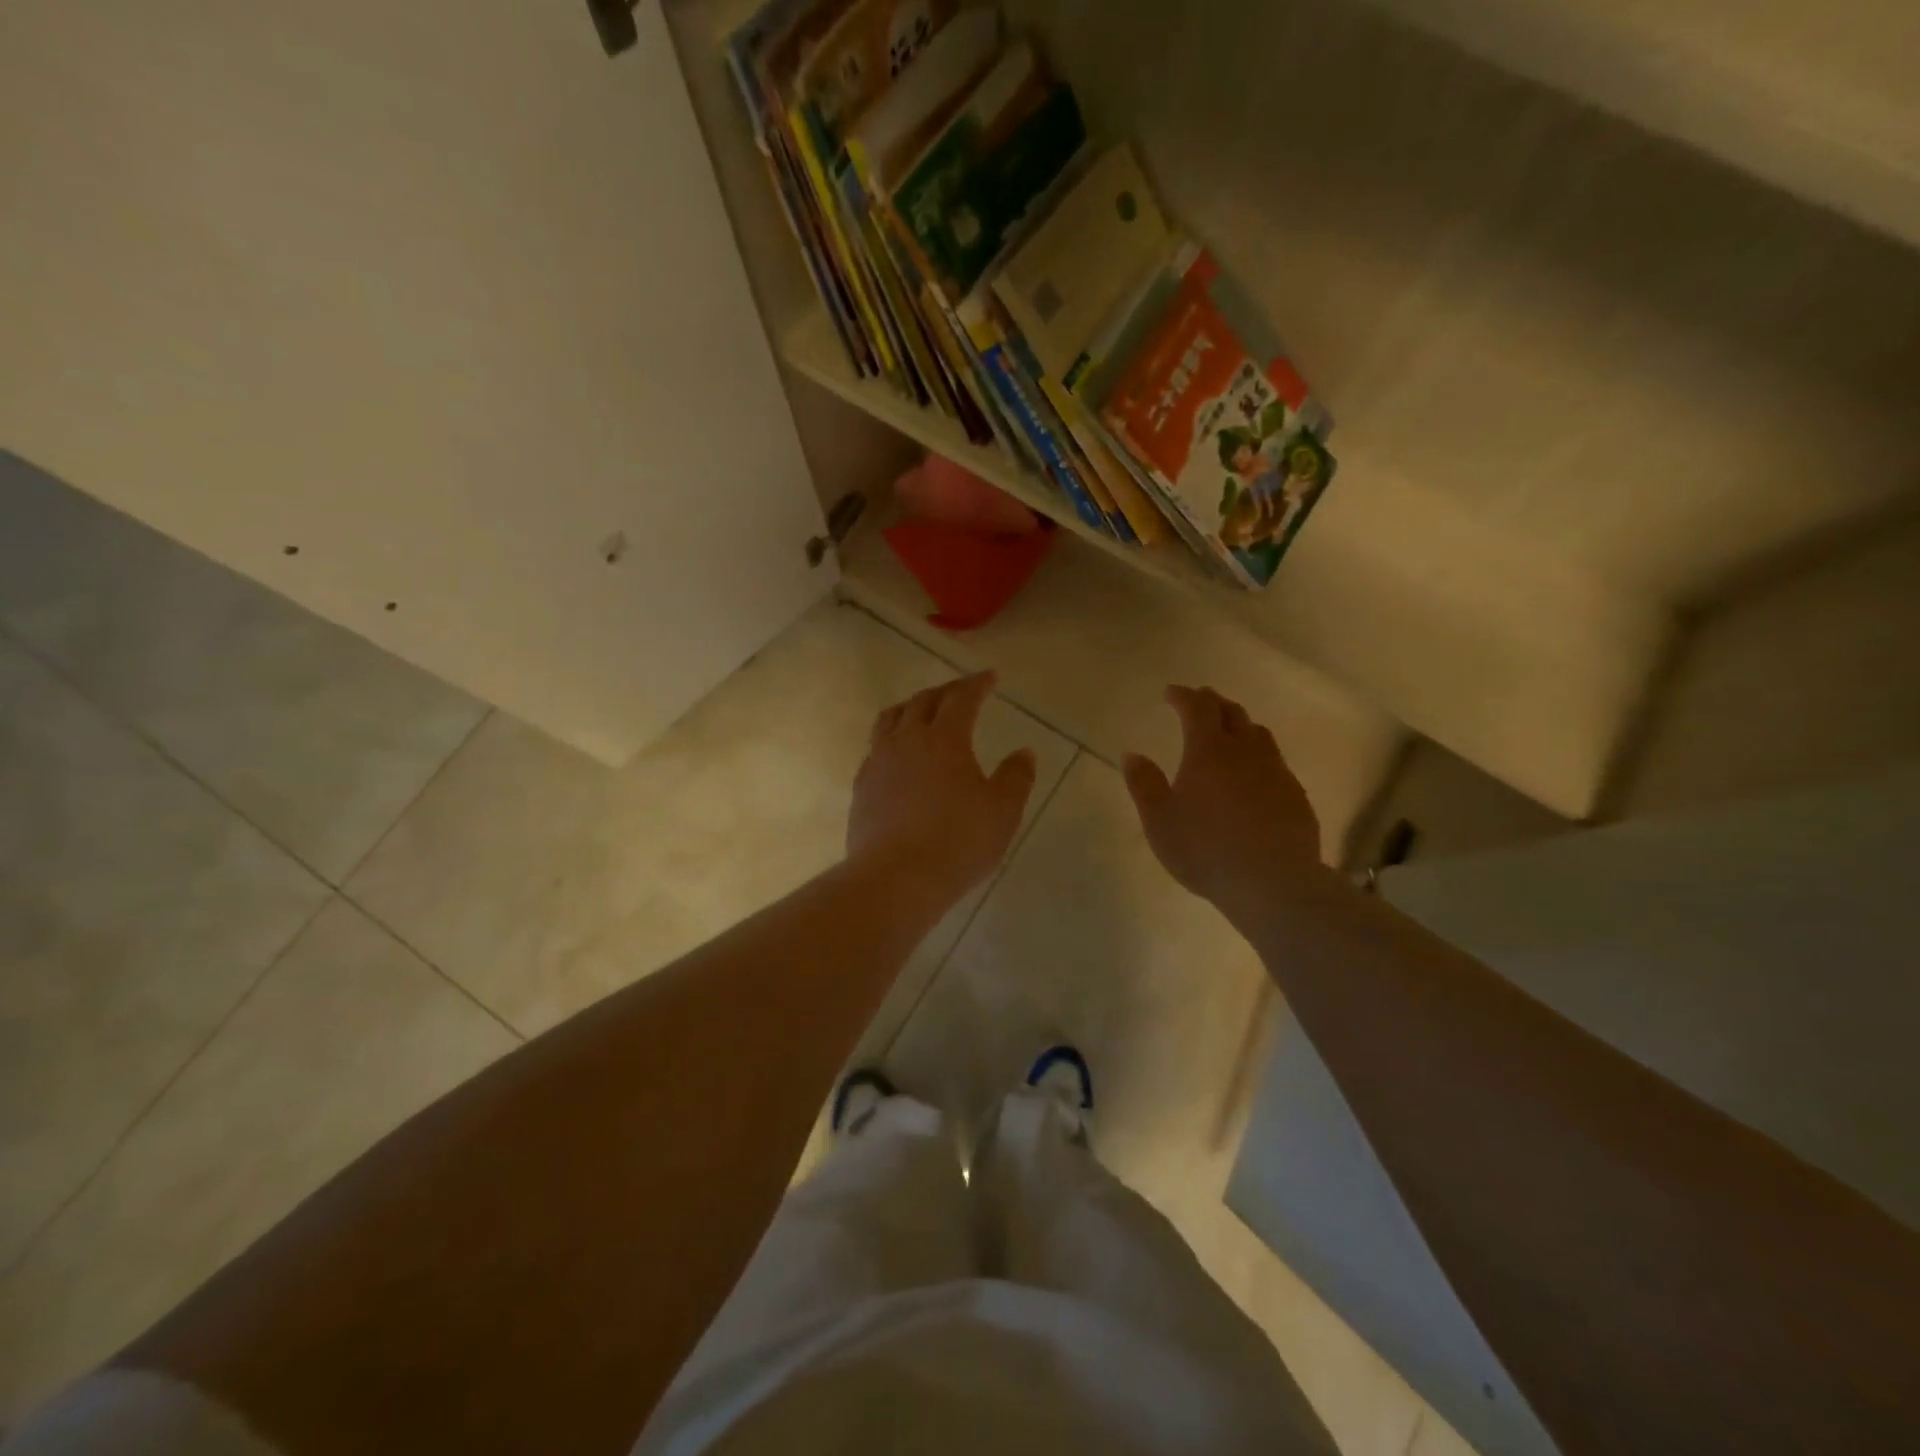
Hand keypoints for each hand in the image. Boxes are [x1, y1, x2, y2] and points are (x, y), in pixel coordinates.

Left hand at [849, 671, 1036, 907]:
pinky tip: (897, 755)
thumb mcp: (1002, 811)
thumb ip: (1016, 777)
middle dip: (945, 691)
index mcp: (945, 739)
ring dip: (911, 707)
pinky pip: (875, 748)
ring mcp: (879, 762)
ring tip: (922, 711)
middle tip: (961, 692)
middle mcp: (907, 740)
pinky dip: (891, 739)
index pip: (961, 698)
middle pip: (923, 701)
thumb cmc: (958, 842)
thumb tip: (1024, 753)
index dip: (977, 684)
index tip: (990, 677)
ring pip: (891, 719)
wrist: (896, 878)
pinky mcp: (862, 787)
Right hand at [1123, 686, 1322, 926]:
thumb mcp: (1159, 820)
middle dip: (1213, 702)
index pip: (1197, 708)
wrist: (1272, 882)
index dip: (1183, 696)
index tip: (1170, 693)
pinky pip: (1276, 763)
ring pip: (1259, 735)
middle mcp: (1245, 752)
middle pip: (1232, 713)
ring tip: (1229, 732)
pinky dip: (1259, 756)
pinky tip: (1254, 775)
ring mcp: (1276, 772)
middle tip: (1199, 702)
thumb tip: (1132, 755)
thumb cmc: (1205, 849)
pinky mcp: (1295, 796)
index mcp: (1208, 751)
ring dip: (1240, 725)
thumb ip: (1144, 784)